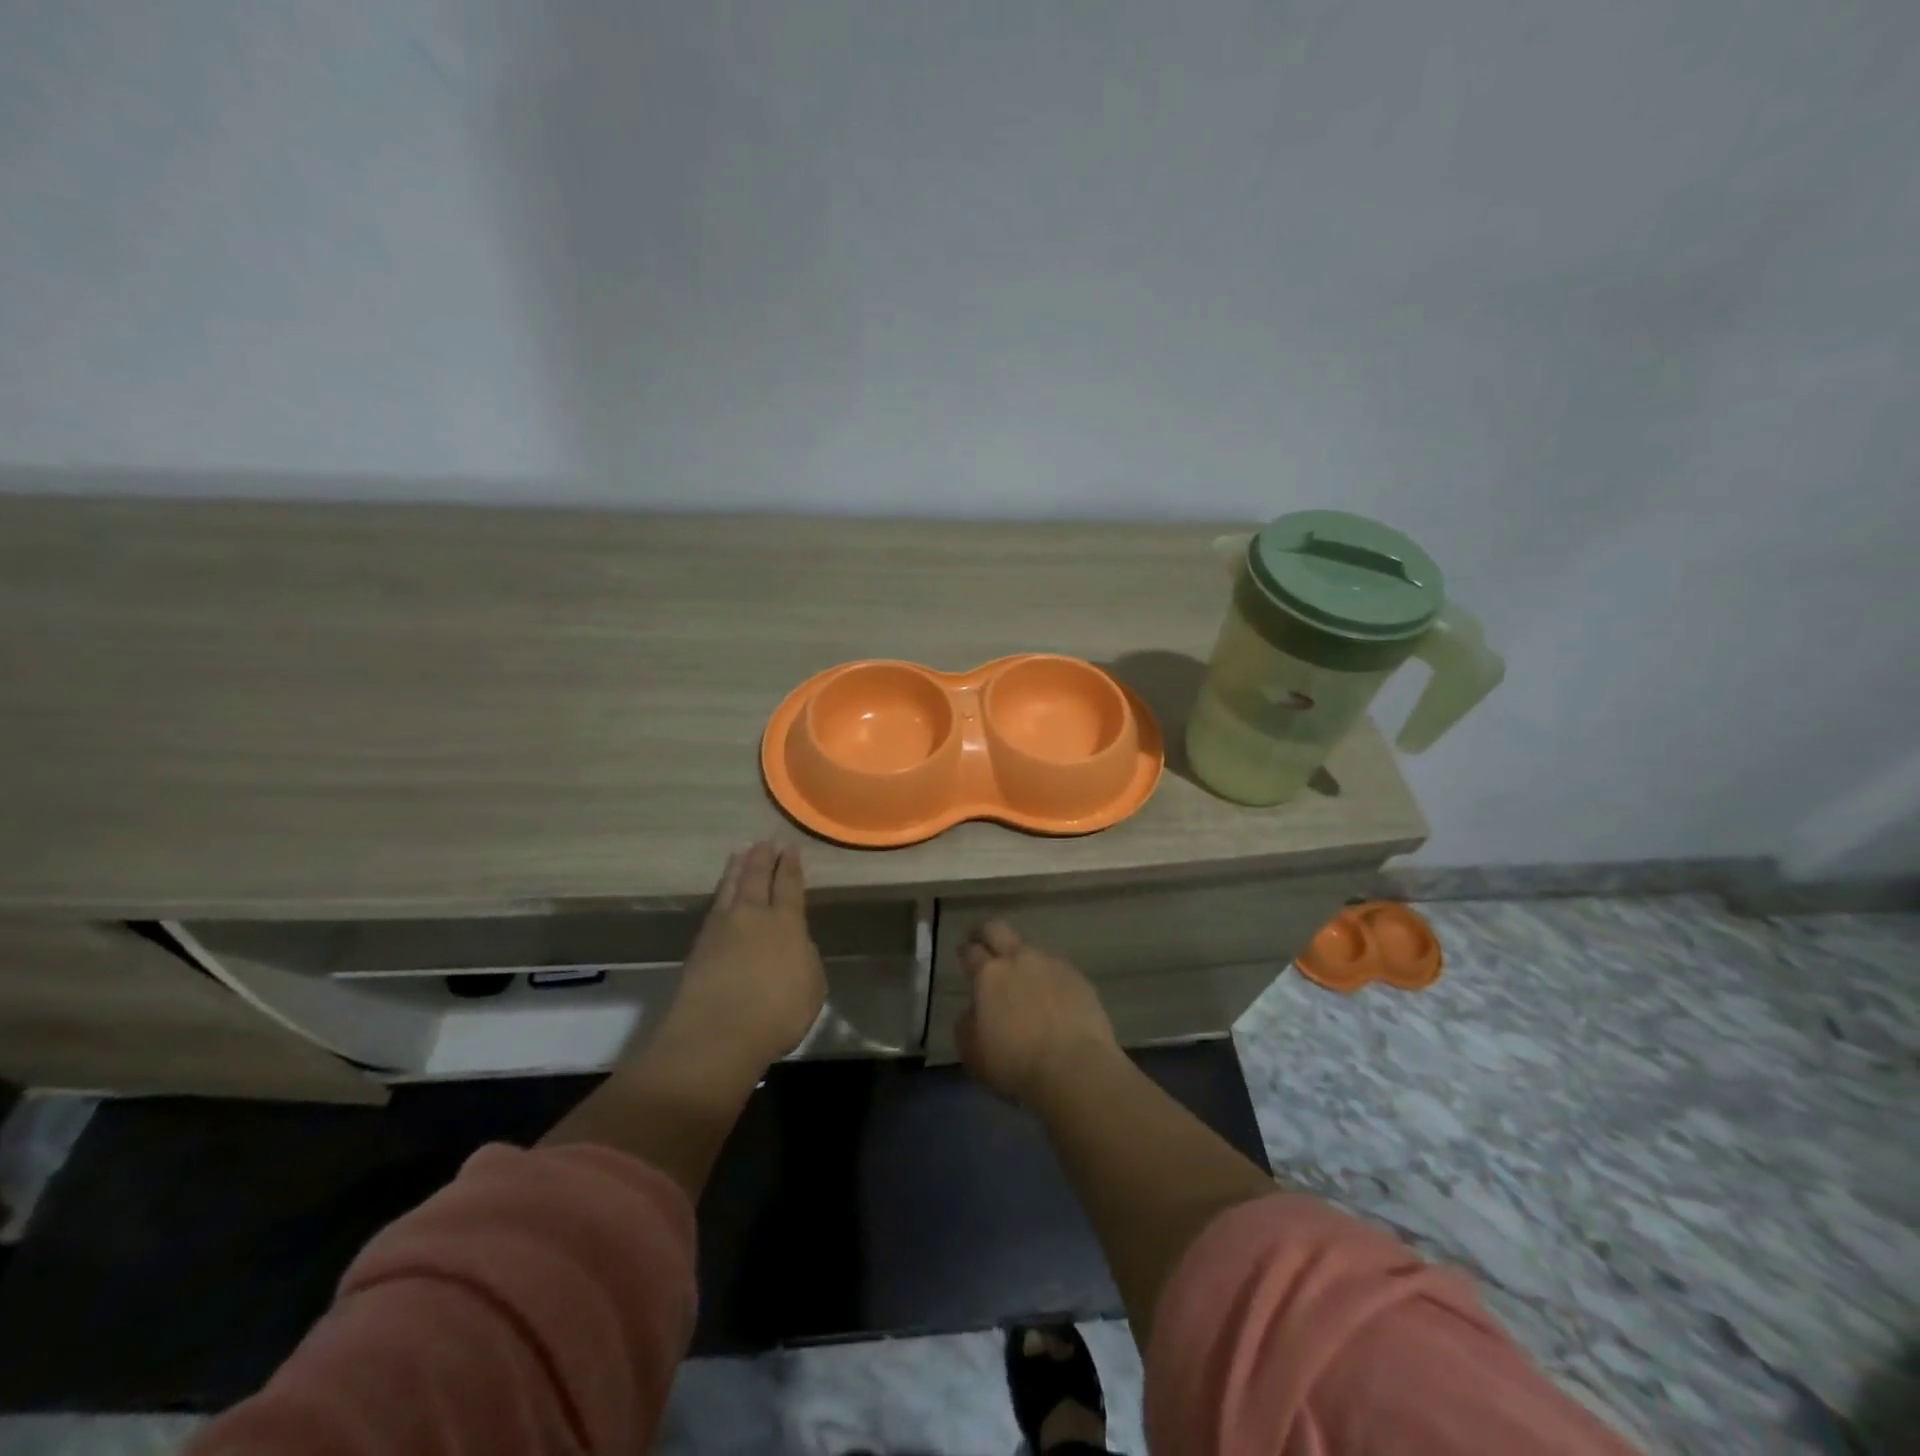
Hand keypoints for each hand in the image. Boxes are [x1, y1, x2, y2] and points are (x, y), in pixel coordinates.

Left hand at [655, 841, 827, 1076]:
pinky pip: (715, 905)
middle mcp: (753, 916)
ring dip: (737, 867)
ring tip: (741, 852)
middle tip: (765, 841)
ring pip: (730, 886)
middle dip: (762, 857)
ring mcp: (721, 928)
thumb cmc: (776, 1015)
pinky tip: (722, 892)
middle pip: (756, 878)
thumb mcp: (811, 986)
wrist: (715, 1036)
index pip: (789, 885)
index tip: (790, 847)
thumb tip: (795, 944)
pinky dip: (721, 891)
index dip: (790, 865)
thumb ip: (805, 958)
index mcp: (786, 923)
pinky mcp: (699, 946)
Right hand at [955, 920, 1118, 1105]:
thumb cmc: (1015, 1065)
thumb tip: (972, 1012)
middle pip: (998, 929)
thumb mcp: (973, 1053)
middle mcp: (1019, 959)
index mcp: (989, 974)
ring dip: (1022, 958)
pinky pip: (1057, 969)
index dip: (964, 950)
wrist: (1075, 1069)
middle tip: (982, 942)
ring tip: (1023, 979)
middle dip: (987, 933)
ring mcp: (1052, 965)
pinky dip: (1049, 978)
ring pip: (1031, 949)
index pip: (971, 950)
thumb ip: (967, 1025)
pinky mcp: (1079, 978)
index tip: (962, 951)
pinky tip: (1052, 998)